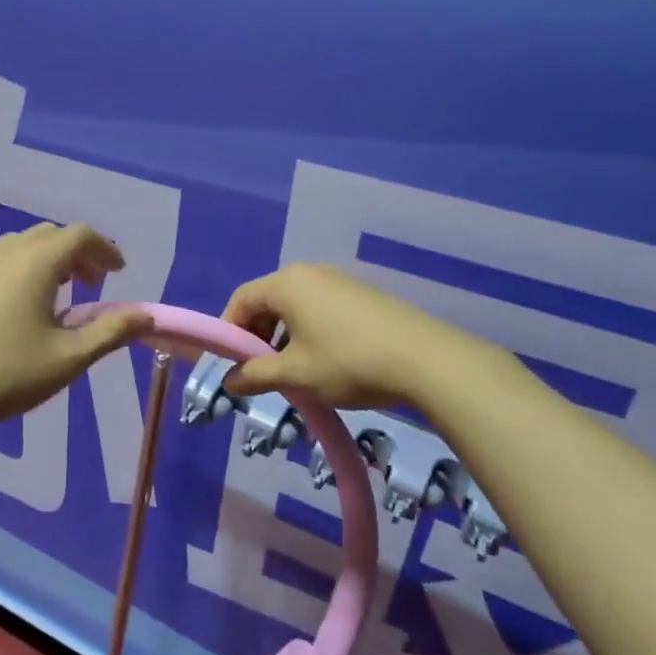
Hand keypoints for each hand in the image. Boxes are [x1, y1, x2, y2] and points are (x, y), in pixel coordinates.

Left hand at [0, 224, 154, 434]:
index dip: (105, 250)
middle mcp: (0, 250)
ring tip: (45, 298)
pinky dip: (5, 273)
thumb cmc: (4, 375)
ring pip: (13, 248)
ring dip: (39, 262)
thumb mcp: (67, 359)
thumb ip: (110, 331)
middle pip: (47, 236)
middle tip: (86, 285)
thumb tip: (146, 315)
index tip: (116, 273)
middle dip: (74, 254)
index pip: (80, 235)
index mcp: (35, 262)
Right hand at [220, 263, 499, 410]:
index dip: (228, 331)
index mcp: (286, 284)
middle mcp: (310, 273)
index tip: (230, 363)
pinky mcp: (362, 295)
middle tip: (261, 370)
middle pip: (267, 300)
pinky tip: (325, 361)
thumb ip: (255, 375)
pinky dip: (310, 331)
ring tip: (294, 371)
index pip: (240, 300)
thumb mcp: (295, 374)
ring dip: (284, 336)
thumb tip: (229, 381)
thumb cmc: (348, 362)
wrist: (426, 361)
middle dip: (257, 335)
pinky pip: (321, 308)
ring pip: (295, 306)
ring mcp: (339, 281)